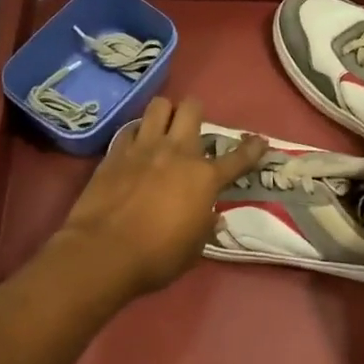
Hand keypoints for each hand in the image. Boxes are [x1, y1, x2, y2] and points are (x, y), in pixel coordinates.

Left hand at [51, 96, 265, 299]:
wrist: (104, 252)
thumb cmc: (156, 257)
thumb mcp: (193, 249)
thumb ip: (205, 226)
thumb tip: (212, 217)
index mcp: (204, 178)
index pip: (237, 158)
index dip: (252, 149)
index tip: (259, 141)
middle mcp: (177, 152)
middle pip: (192, 109)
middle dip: (196, 112)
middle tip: (192, 128)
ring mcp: (144, 148)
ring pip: (159, 106)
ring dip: (165, 114)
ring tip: (162, 129)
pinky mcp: (115, 152)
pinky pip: (130, 129)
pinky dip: (136, 133)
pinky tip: (135, 146)